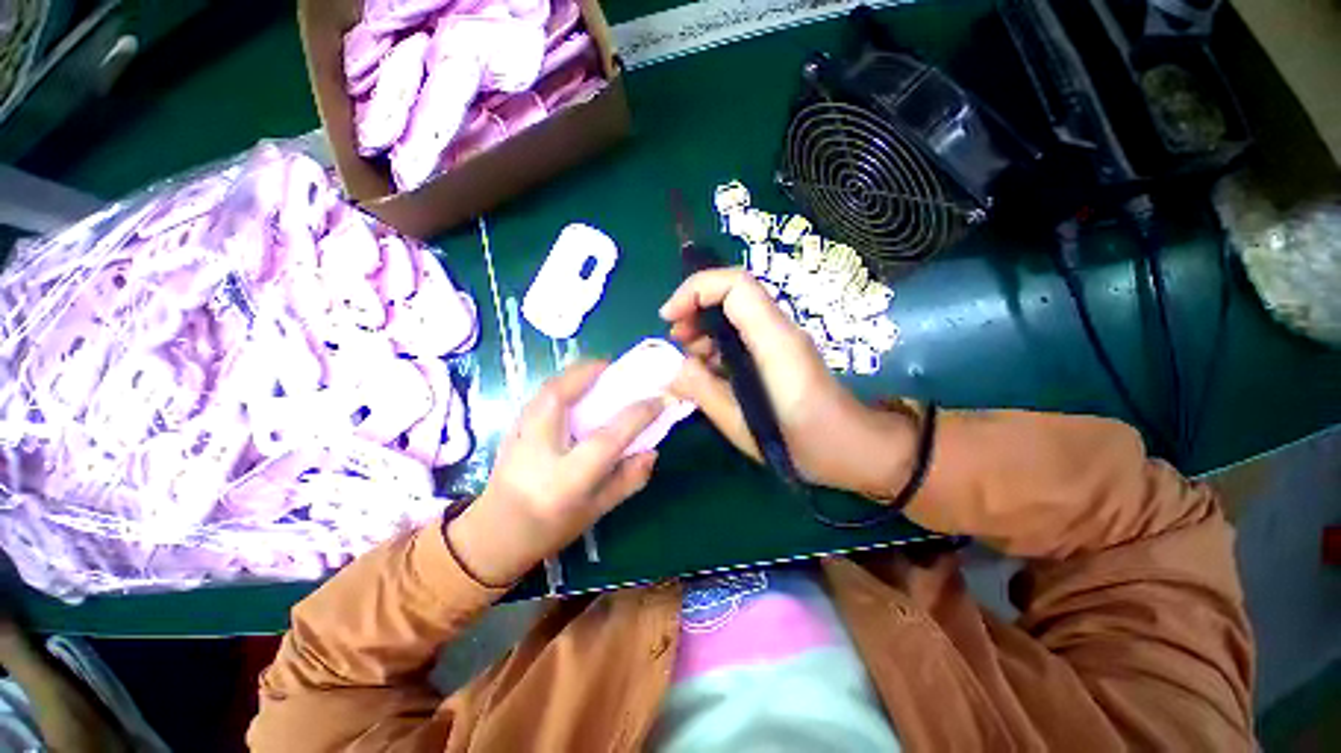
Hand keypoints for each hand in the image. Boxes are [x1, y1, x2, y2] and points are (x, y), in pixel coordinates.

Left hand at [447, 361, 662, 584]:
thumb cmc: (551, 529)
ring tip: (597, 371)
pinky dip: (561, 384)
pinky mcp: (511, 429)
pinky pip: (540, 396)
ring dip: (574, 373)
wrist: (495, 535)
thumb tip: (652, 451)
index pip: (608, 438)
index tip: (659, 399)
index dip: (638, 415)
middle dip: (589, 372)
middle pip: (560, 396)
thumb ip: (628, 479)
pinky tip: (575, 388)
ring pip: (546, 390)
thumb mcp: (597, 511)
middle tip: (614, 366)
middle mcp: (539, 451)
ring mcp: (519, 436)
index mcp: (567, 479)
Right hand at [661, 268, 915, 497]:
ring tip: (690, 360)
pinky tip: (710, 371)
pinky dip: (719, 345)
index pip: (735, 285)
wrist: (856, 450)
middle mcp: (781, 330)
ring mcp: (783, 339)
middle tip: (676, 341)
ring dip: (705, 328)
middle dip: (695, 308)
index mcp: (775, 340)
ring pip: (736, 313)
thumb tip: (672, 370)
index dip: (695, 290)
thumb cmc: (806, 443)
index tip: (669, 318)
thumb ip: (703, 391)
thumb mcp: (743, 424)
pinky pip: (744, 334)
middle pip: (734, 293)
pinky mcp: (781, 352)